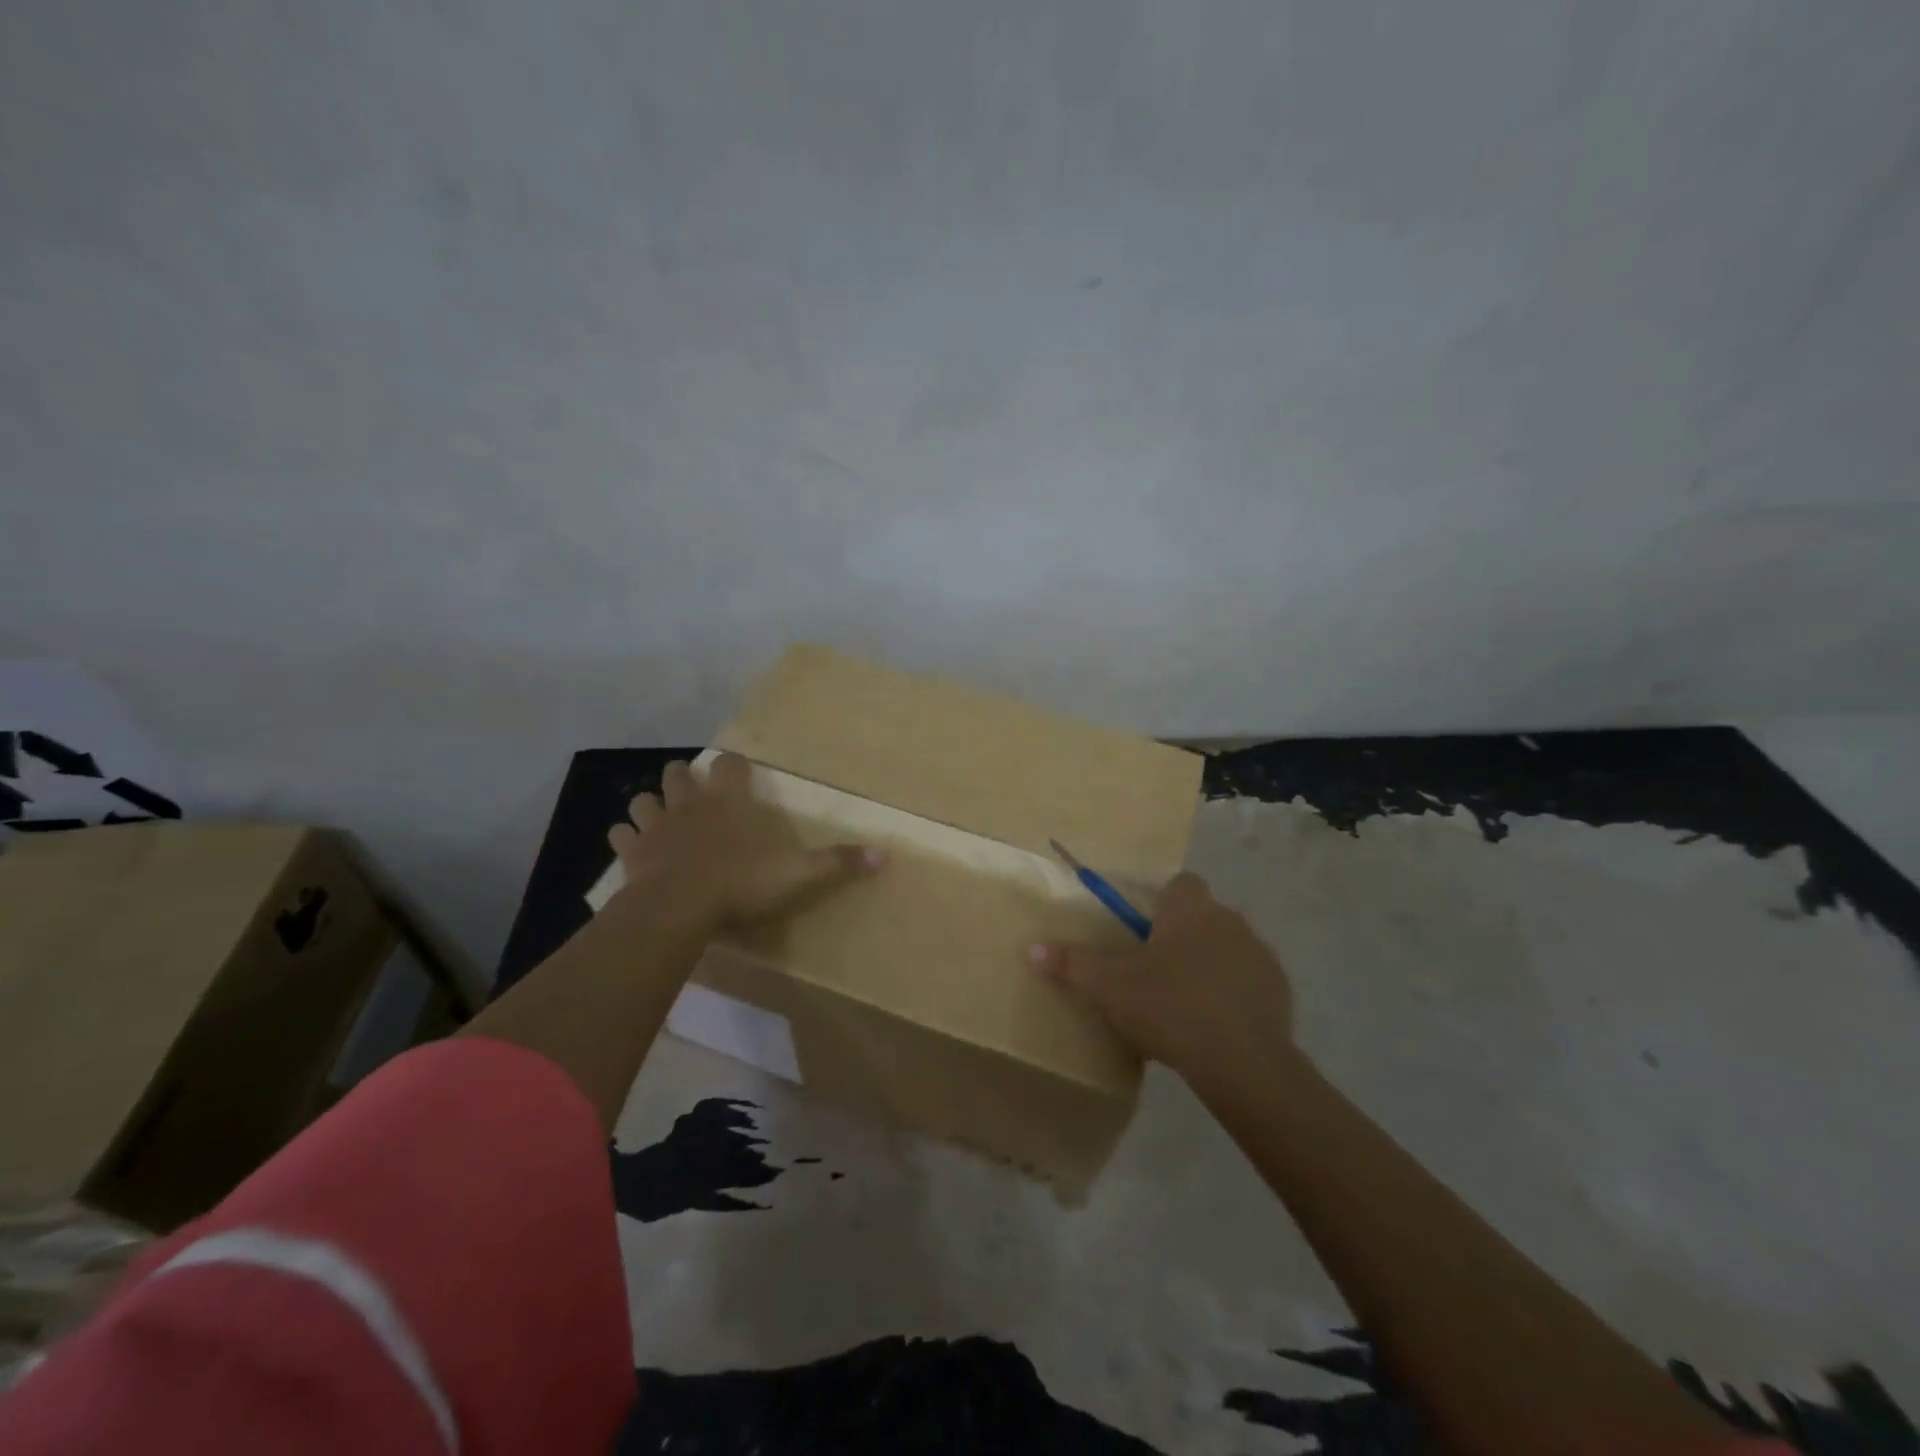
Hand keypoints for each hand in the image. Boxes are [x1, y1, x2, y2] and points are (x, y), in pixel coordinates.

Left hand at [607, 753, 883, 926]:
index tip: (739, 771)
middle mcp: (689, 804)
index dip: (735, 765)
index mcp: (728, 801)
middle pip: (678, 773)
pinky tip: (634, 848)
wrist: (678, 908)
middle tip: (696, 794)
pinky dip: (626, 838)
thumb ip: (838, 862)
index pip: (730, 765)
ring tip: (661, 818)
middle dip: (684, 777)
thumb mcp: (797, 873)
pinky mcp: (632, 852)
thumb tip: (886, 854)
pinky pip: (621, 835)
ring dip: (652, 805)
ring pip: (644, 799)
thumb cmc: (739, 883)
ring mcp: (656, 826)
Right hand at [1029, 871, 1293, 1091]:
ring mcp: (1259, 954)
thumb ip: (1072, 964)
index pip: (1179, 882)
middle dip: (1181, 934)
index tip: (1142, 927)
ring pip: (1227, 947)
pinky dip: (1233, 993)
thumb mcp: (1109, 987)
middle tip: (1154, 969)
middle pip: (1201, 915)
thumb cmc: (1170, 1008)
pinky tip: (1214, 1023)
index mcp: (1189, 909)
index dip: (1161, 899)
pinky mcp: (1279, 990)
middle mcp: (1229, 919)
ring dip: (1209, 963)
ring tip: (1183, 999)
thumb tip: (1031, 948)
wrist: (1242, 1062)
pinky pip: (1248, 980)